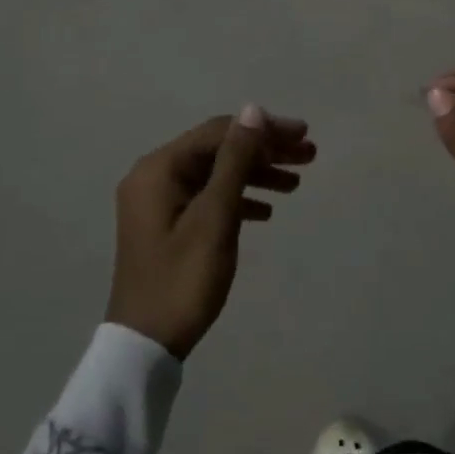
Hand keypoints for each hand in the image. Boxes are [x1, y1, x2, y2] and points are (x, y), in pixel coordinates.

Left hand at [108, 105, 314, 358]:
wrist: (146, 343)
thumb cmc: (183, 278)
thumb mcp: (215, 217)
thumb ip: (236, 161)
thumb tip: (253, 110)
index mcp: (159, 169)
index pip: (219, 132)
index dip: (263, 130)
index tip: (303, 136)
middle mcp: (154, 176)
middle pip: (218, 150)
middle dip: (264, 150)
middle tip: (309, 156)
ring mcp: (159, 202)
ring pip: (216, 174)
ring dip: (255, 174)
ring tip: (296, 183)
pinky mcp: (167, 224)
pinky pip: (208, 198)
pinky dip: (238, 198)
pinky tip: (267, 211)